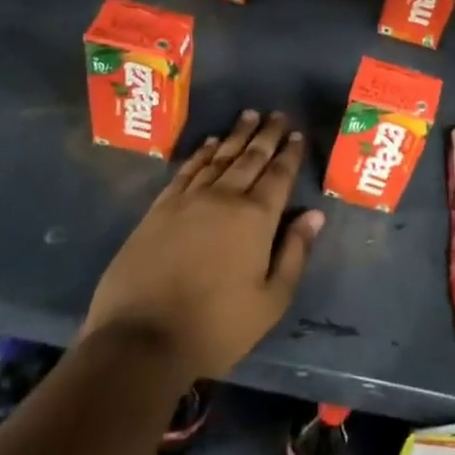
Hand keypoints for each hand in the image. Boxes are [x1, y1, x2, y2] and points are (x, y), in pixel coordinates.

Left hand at [84, 110, 324, 378]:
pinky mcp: (159, 210)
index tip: (296, 133)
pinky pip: (186, 171)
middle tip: (276, 113)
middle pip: (250, 157)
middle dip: (266, 135)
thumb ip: (295, 253)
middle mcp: (224, 197)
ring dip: (235, 135)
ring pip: (218, 157)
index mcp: (256, 218)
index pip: (278, 175)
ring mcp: (188, 200)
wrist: (140, 340)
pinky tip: (208, 144)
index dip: (289, 153)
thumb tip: (314, 214)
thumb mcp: (271, 301)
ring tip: (248, 117)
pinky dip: (200, 154)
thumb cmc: (215, 326)